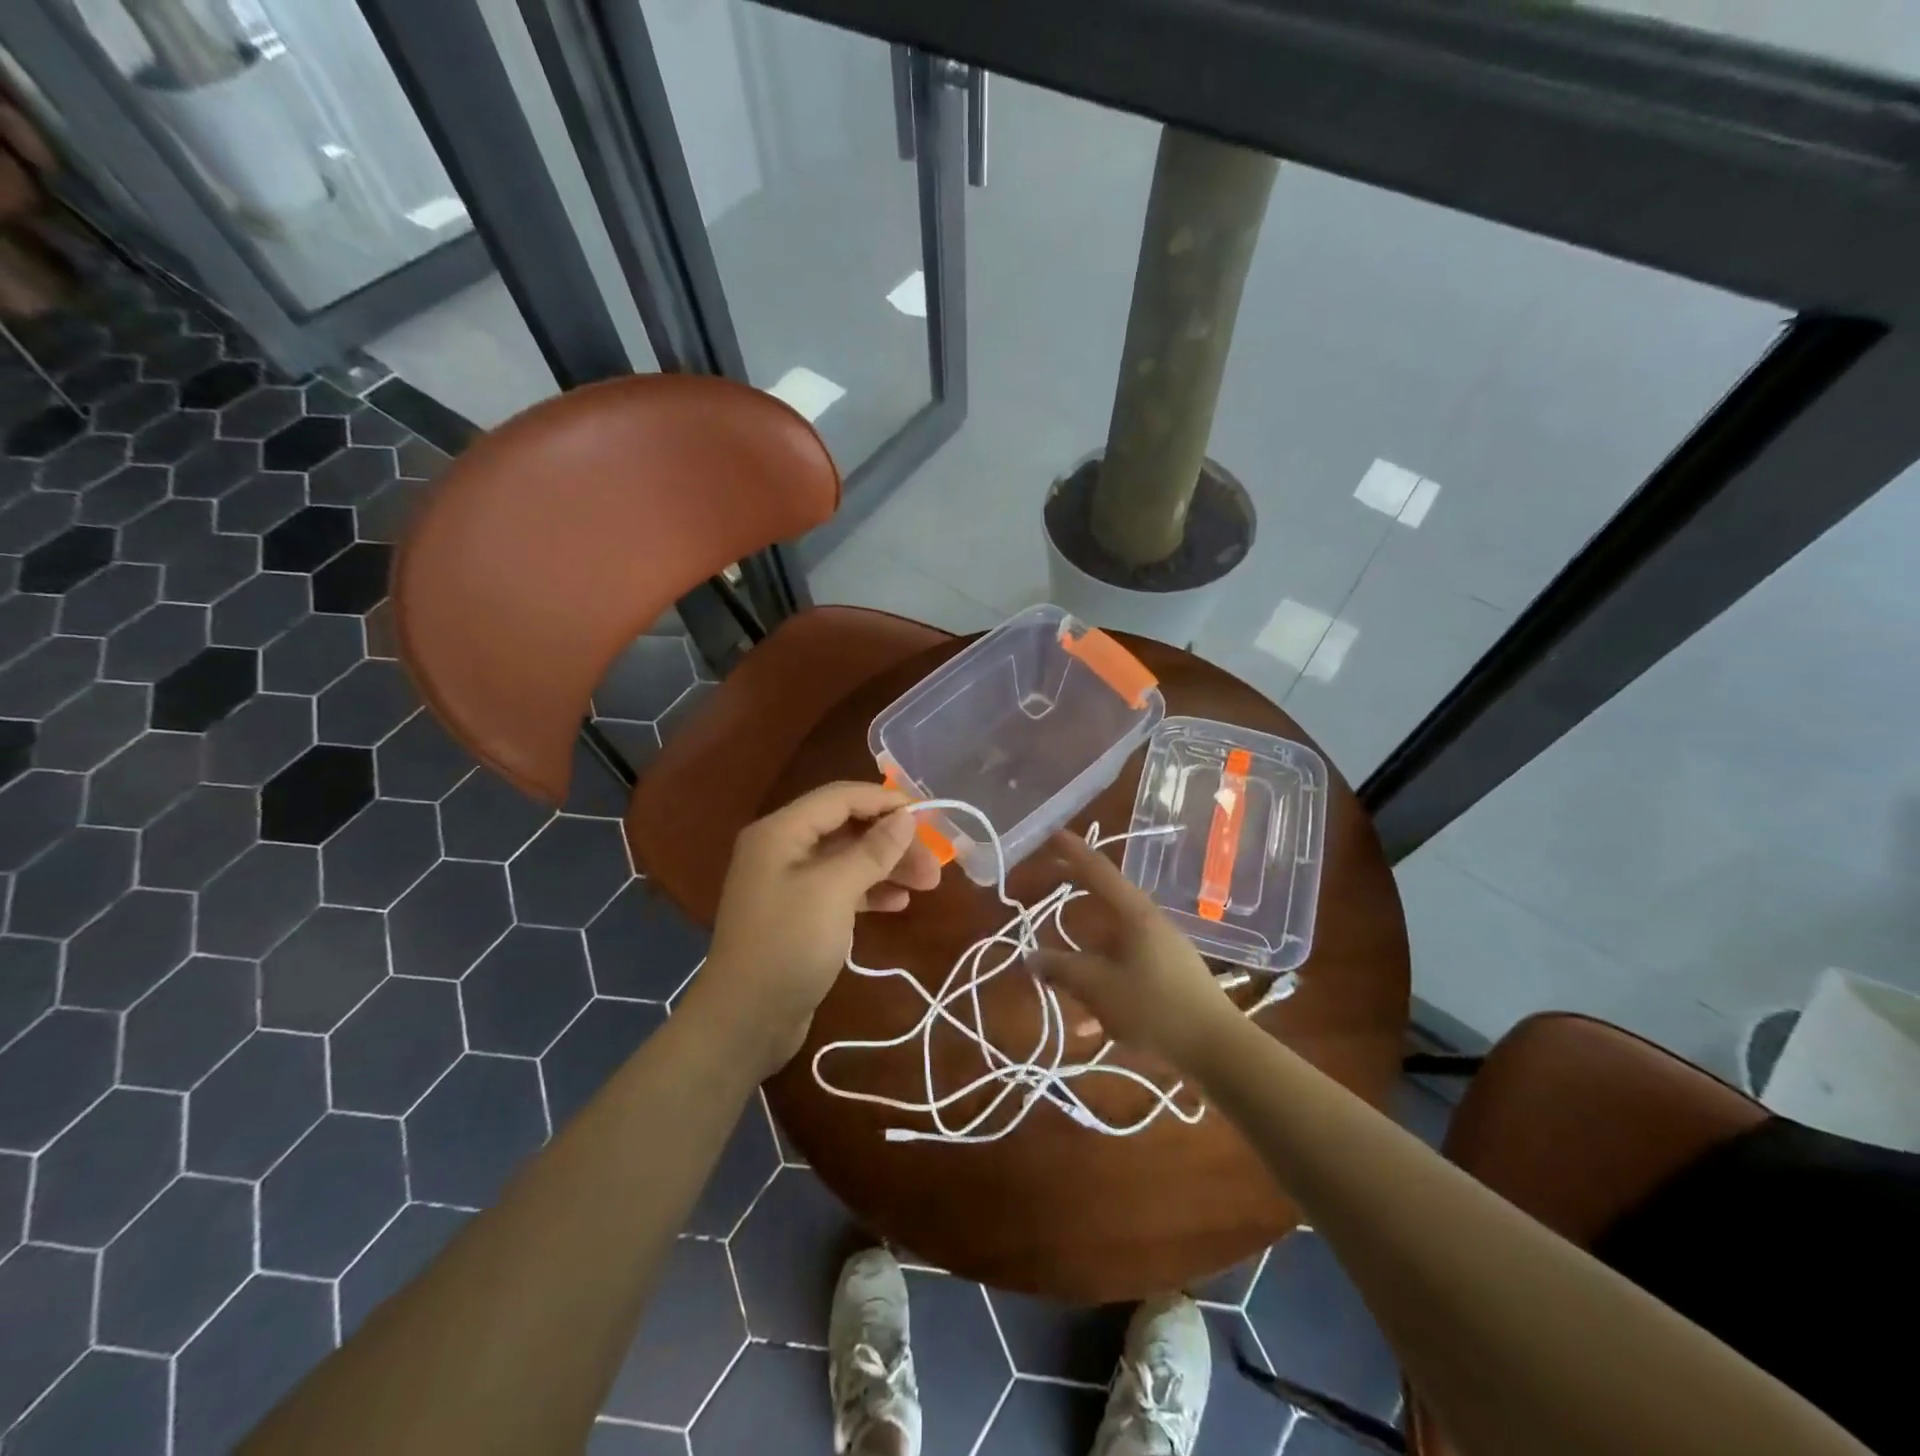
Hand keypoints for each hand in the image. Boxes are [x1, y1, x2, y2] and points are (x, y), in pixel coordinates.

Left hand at [688, 781, 943, 1076]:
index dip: (885, 801)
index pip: (840, 797)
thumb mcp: (833, 892)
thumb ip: (872, 851)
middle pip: (847, 828)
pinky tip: (900, 903)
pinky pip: (841, 888)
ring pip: (848, 859)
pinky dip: (871, 890)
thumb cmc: (787, 945)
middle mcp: (783, 849)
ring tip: (929, 884)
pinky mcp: (800, 913)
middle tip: (934, 864)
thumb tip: (905, 817)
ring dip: (888, 866)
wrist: (745, 1021)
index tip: (928, 816)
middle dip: (892, 841)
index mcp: (781, 832)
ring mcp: (790, 883)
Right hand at [1028, 832, 1235, 1071]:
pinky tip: (1089, 1023)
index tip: (1054, 834)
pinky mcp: (1170, 979)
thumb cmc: (1156, 1009)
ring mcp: (1163, 952)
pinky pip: (1126, 972)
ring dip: (1087, 959)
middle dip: (1077, 900)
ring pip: (1114, 945)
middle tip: (1051, 881)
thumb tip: (1031, 957)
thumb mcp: (1099, 988)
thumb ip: (1062, 970)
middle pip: (1106, 905)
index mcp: (1135, 915)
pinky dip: (1105, 987)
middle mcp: (1150, 925)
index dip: (1074, 852)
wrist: (1219, 1052)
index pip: (1099, 872)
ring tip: (1060, 980)